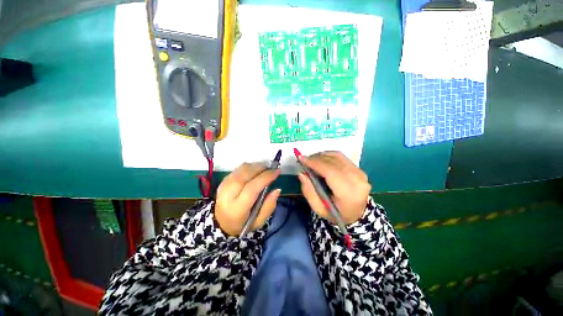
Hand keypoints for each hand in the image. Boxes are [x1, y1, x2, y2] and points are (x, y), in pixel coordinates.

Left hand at [215, 162, 280, 235]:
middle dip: (260, 168)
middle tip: (271, 169)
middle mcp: (227, 196)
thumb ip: (269, 206)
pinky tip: (254, 171)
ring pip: (240, 170)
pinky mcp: (222, 181)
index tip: (276, 172)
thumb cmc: (243, 223)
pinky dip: (248, 167)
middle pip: (244, 175)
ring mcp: (223, 186)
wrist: (222, 223)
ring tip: (264, 170)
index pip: (252, 189)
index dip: (265, 178)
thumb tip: (277, 189)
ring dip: (254, 166)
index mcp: (237, 209)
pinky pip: (237, 169)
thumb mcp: (259, 221)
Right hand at [297, 151, 370, 224]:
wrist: (356, 214)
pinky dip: (329, 156)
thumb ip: (308, 190)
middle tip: (304, 160)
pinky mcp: (359, 169)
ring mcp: (360, 173)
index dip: (315, 163)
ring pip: (337, 157)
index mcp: (348, 194)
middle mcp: (357, 181)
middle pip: (333, 162)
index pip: (330, 172)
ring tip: (311, 160)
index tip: (301, 159)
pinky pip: (341, 157)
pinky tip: (321, 160)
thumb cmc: (336, 213)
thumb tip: (301, 173)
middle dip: (316, 159)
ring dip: (322, 156)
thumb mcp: (318, 208)